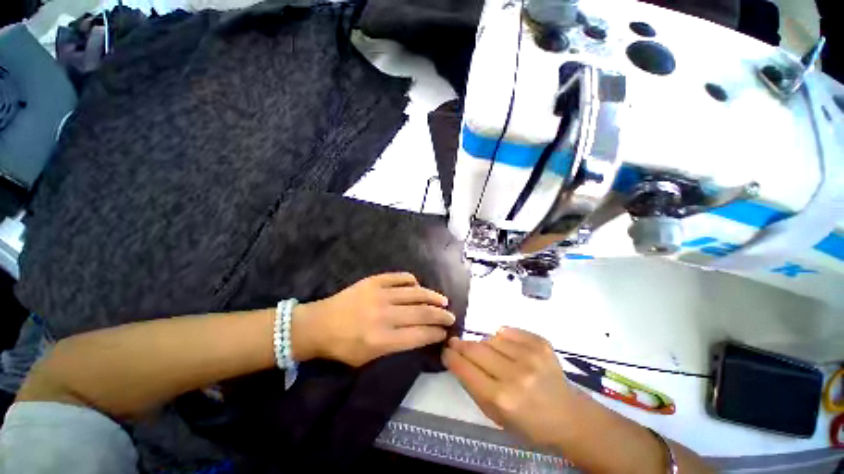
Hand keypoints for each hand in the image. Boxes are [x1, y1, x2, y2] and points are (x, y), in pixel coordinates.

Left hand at [292, 272, 454, 366]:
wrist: (319, 324)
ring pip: (415, 293)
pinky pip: (400, 278)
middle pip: (422, 313)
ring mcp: (380, 294)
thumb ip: (395, 347)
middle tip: (451, 316)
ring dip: (433, 297)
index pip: (419, 335)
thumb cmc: (343, 347)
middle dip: (441, 316)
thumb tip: (419, 334)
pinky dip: (412, 281)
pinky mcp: (374, 281)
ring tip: (443, 300)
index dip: (436, 333)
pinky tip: (417, 286)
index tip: (445, 332)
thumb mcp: (368, 359)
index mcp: (382, 340)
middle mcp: (385, 316)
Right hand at [443, 328, 576, 446]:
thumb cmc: (529, 423)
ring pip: (491, 338)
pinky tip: (506, 346)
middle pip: (476, 349)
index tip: (445, 350)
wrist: (568, 416)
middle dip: (461, 344)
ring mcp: (530, 356)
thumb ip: (473, 387)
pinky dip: (502, 337)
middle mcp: (515, 375)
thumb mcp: (495, 416)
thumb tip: (458, 360)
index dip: (451, 357)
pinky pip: (509, 331)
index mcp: (502, 399)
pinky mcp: (541, 343)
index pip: (466, 369)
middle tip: (454, 341)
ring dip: (485, 344)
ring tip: (490, 353)